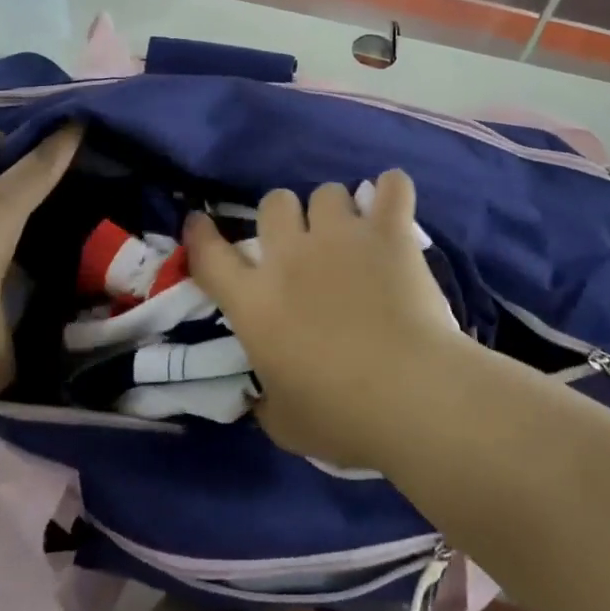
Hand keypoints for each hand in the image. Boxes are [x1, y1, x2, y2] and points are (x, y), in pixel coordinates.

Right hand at [184, 171, 466, 467]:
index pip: (210, 256)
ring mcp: (341, 237)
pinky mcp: (388, 233)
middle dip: (284, 217)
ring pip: (326, 192)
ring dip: (334, 210)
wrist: (410, 396)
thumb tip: (263, 394)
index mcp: (255, 302)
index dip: (200, 235)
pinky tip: (394, 201)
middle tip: (302, 244)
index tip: (199, 221)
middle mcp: (291, 256)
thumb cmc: (342, 417)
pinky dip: (393, 190)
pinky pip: (393, 187)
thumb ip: (267, 400)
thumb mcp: (285, 423)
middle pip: (273, 202)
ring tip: (352, 232)